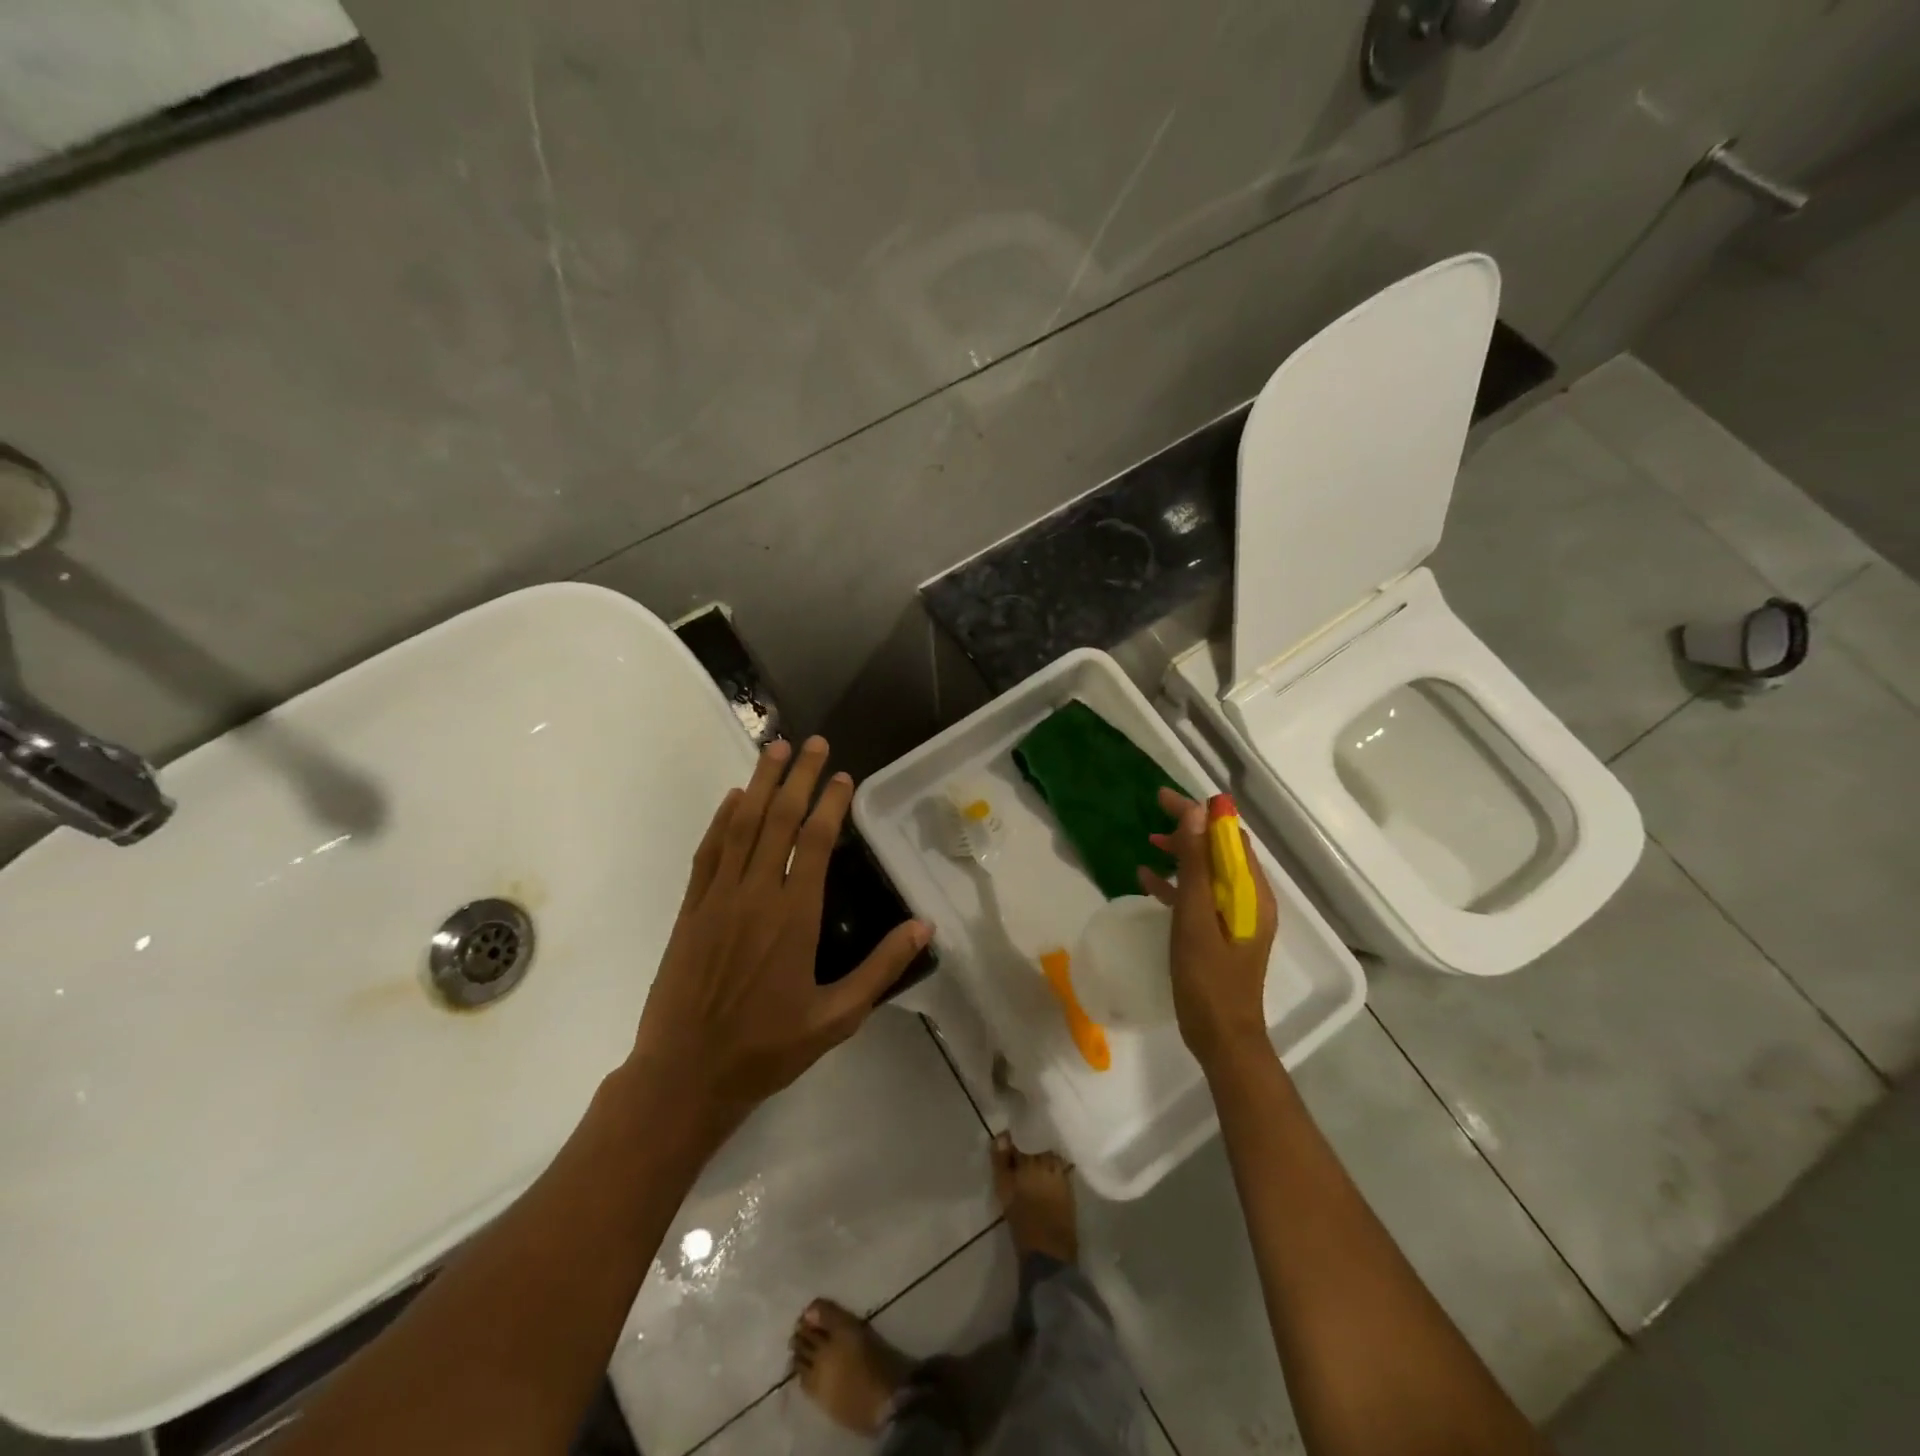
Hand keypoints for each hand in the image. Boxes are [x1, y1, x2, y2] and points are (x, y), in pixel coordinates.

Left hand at [628, 737, 930, 1137]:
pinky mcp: (690, 910)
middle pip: (778, 820)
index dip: (829, 803)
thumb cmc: (767, 1048)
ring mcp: (717, 898)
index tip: (842, 776)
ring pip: (741, 826)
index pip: (815, 841)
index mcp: (794, 916)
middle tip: (811, 742)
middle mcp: (755, 894)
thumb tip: (924, 926)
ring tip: (773, 749)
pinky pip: (708, 852)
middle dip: (796, 777)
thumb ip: (880, 968)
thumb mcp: (836, 1017)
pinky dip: (721, 820)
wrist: (685, 1075)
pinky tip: (733, 799)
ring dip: (759, 784)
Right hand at [1137, 787, 1277, 1070]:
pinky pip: (1200, 897)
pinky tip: (1147, 881)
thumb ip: (1195, 866)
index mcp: (1251, 892)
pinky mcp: (1221, 933)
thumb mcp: (1196, 917)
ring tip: (1149, 840)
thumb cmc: (1208, 979)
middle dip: (1190, 828)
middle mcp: (1250, 899)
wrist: (1222, 1038)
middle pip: (1220, 850)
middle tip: (1153, 812)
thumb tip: (1196, 813)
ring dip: (1182, 853)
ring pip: (1208, 871)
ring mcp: (1236, 917)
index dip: (1200, 813)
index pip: (1229, 836)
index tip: (1164, 799)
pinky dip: (1177, 884)